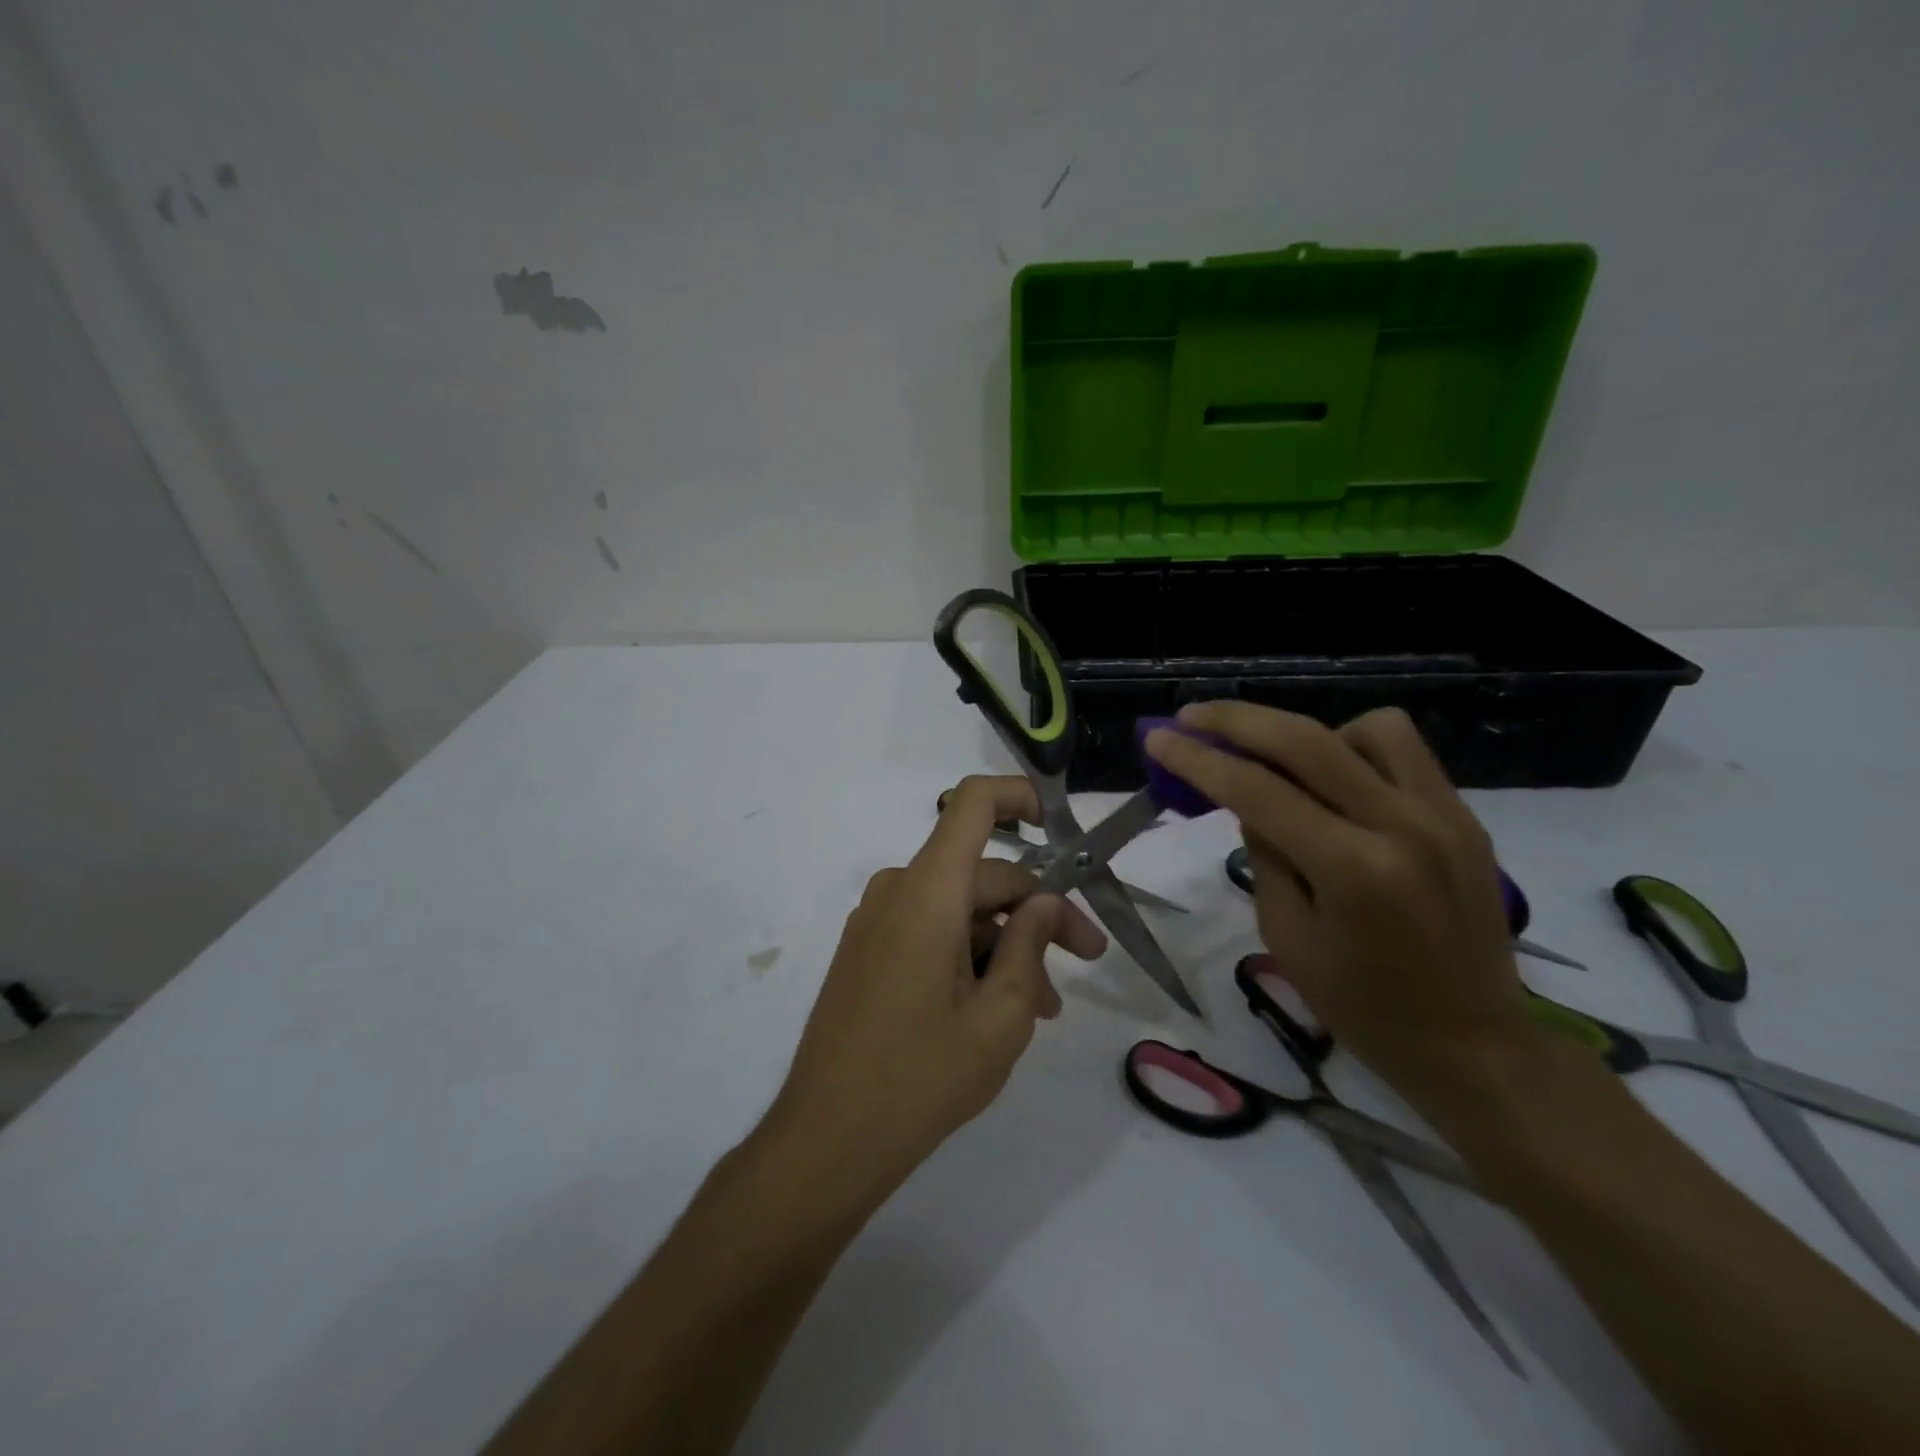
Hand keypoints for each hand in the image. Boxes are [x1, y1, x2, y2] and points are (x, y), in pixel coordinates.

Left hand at [770, 775, 1106, 1199]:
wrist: (827, 1138)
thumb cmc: (922, 1076)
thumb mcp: (1001, 1017)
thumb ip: (1031, 945)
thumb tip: (1045, 902)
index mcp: (928, 891)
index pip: (972, 803)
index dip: (1019, 795)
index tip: (1061, 826)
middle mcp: (898, 890)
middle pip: (982, 873)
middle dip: (1039, 909)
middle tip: (1087, 958)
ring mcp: (877, 921)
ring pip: (960, 908)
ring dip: (1007, 943)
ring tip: (1045, 1006)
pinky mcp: (868, 951)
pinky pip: (931, 929)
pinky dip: (970, 953)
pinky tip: (998, 1005)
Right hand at [1144, 704, 1538, 1104]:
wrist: (1475, 1046)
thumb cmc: (1363, 1008)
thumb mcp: (1287, 936)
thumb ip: (1264, 854)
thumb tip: (1245, 797)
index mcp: (1352, 870)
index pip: (1257, 790)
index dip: (1198, 758)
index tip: (1158, 737)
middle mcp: (1402, 826)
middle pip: (1306, 739)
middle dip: (1236, 719)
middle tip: (1192, 716)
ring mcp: (1444, 815)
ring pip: (1366, 728)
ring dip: (1308, 735)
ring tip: (1282, 764)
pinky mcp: (1465, 816)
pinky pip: (1404, 752)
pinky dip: (1357, 750)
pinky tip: (1336, 782)